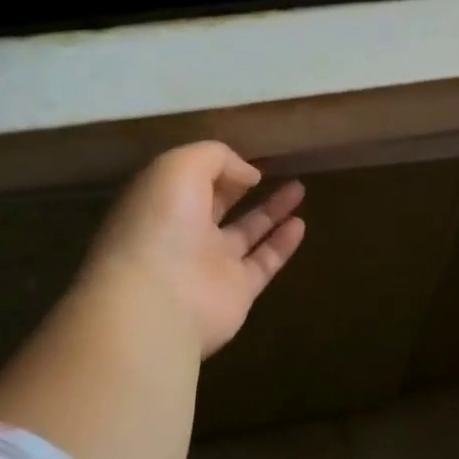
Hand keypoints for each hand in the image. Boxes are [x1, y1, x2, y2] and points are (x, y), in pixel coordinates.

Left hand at [74, 141, 305, 358]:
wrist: (158, 300)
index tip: (244, 160)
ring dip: (272, 211)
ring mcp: (210, 266)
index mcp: (162, 204)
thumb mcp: (181, 166)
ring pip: (246, 233)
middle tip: (274, 171)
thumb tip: (249, 175)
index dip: (216, 168)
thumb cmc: (161, 223)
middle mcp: (183, 234)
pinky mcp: (236, 293)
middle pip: (218, 206)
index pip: (191, 181)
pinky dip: (283, 244)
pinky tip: (301, 223)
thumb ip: (216, 158)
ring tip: (300, 188)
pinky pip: (264, 263)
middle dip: (242, 187)